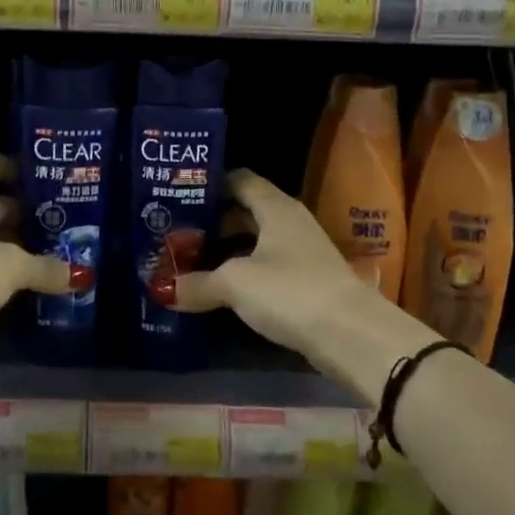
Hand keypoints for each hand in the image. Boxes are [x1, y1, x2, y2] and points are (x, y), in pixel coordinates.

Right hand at [173, 169, 401, 386]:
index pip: (240, 179)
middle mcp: (290, 223)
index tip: (179, 193)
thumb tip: (162, 290)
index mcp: (276, 207)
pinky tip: (220, 288)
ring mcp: (301, 253)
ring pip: (256, 242)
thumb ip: (197, 283)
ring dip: (226, 249)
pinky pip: (265, 268)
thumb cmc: (290, 290)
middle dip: (212, 220)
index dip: (210, 183)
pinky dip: (242, 273)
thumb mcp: (235, 283)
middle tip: (176, 231)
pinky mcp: (305, 283)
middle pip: (246, 211)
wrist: (351, 336)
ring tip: (190, 259)